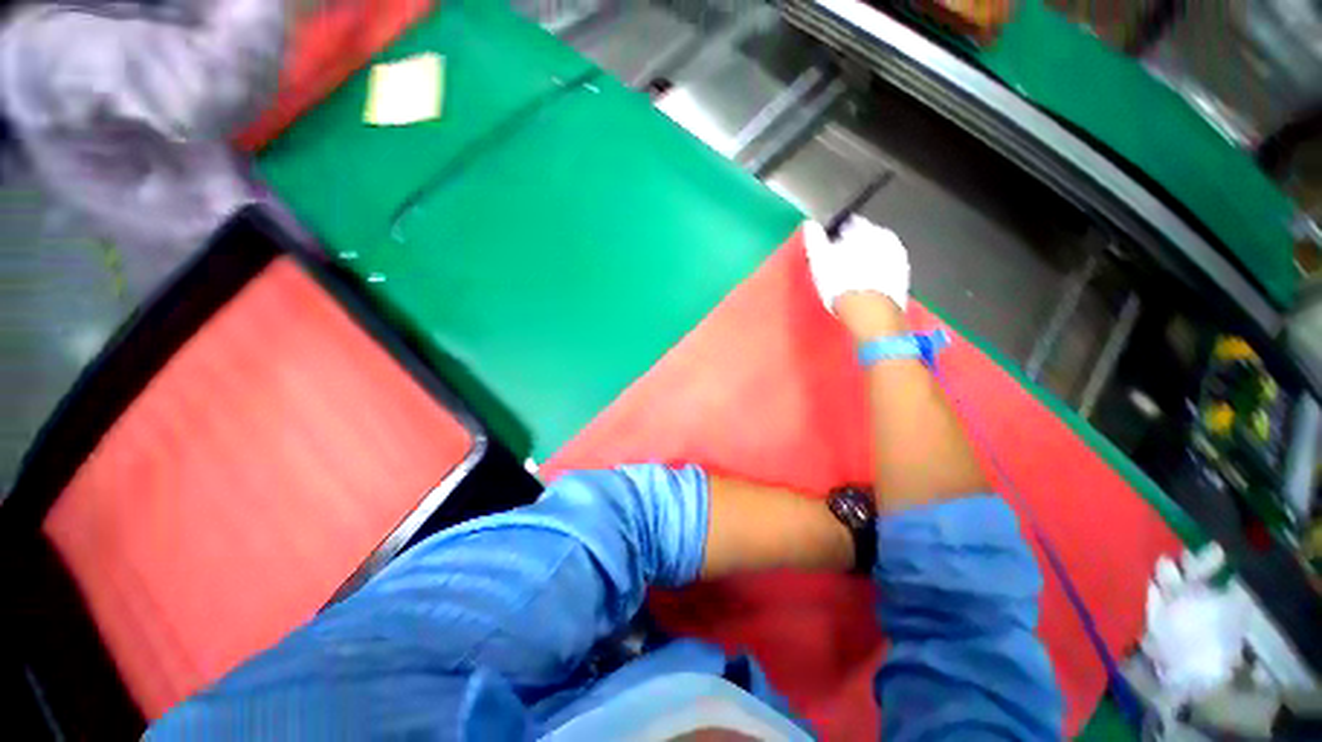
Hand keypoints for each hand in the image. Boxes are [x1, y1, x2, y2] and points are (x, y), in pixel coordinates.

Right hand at [804, 215, 909, 312]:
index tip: (827, 248)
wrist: (870, 312)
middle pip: (865, 238)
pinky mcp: (902, 277)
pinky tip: (862, 287)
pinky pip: (884, 270)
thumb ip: (814, 240)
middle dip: (852, 247)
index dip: (835, 235)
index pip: (848, 223)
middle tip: (837, 265)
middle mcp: (886, 238)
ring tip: (849, 279)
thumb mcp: (819, 260)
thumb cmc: (842, 284)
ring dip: (864, 261)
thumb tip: (810, 225)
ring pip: (876, 254)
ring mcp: (897, 257)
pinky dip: (874, 274)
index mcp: (865, 229)